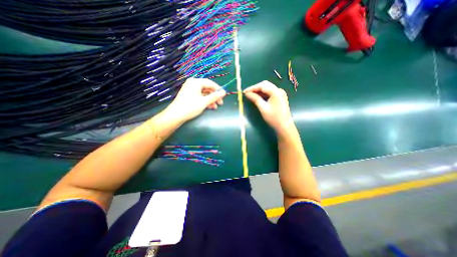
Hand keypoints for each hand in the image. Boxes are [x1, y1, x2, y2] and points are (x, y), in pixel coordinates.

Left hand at [165, 77, 227, 122]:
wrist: (176, 115)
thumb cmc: (190, 107)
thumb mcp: (204, 102)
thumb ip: (214, 96)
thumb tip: (224, 92)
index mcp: (195, 82)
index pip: (210, 83)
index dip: (218, 89)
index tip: (224, 95)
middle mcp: (193, 84)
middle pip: (207, 88)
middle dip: (214, 96)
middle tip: (220, 103)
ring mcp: (191, 90)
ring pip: (204, 93)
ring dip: (211, 100)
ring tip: (216, 107)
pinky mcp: (189, 96)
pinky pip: (200, 96)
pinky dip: (205, 101)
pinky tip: (210, 107)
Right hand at [245, 80, 293, 135]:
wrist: (284, 126)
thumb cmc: (274, 118)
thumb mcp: (263, 108)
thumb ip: (255, 99)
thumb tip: (247, 94)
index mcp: (276, 92)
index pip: (262, 85)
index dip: (252, 88)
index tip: (244, 92)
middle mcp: (279, 90)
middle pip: (265, 85)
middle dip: (255, 88)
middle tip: (247, 93)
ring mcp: (280, 94)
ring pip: (267, 89)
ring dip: (259, 91)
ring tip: (251, 95)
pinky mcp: (279, 97)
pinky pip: (269, 93)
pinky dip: (263, 94)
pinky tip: (257, 98)